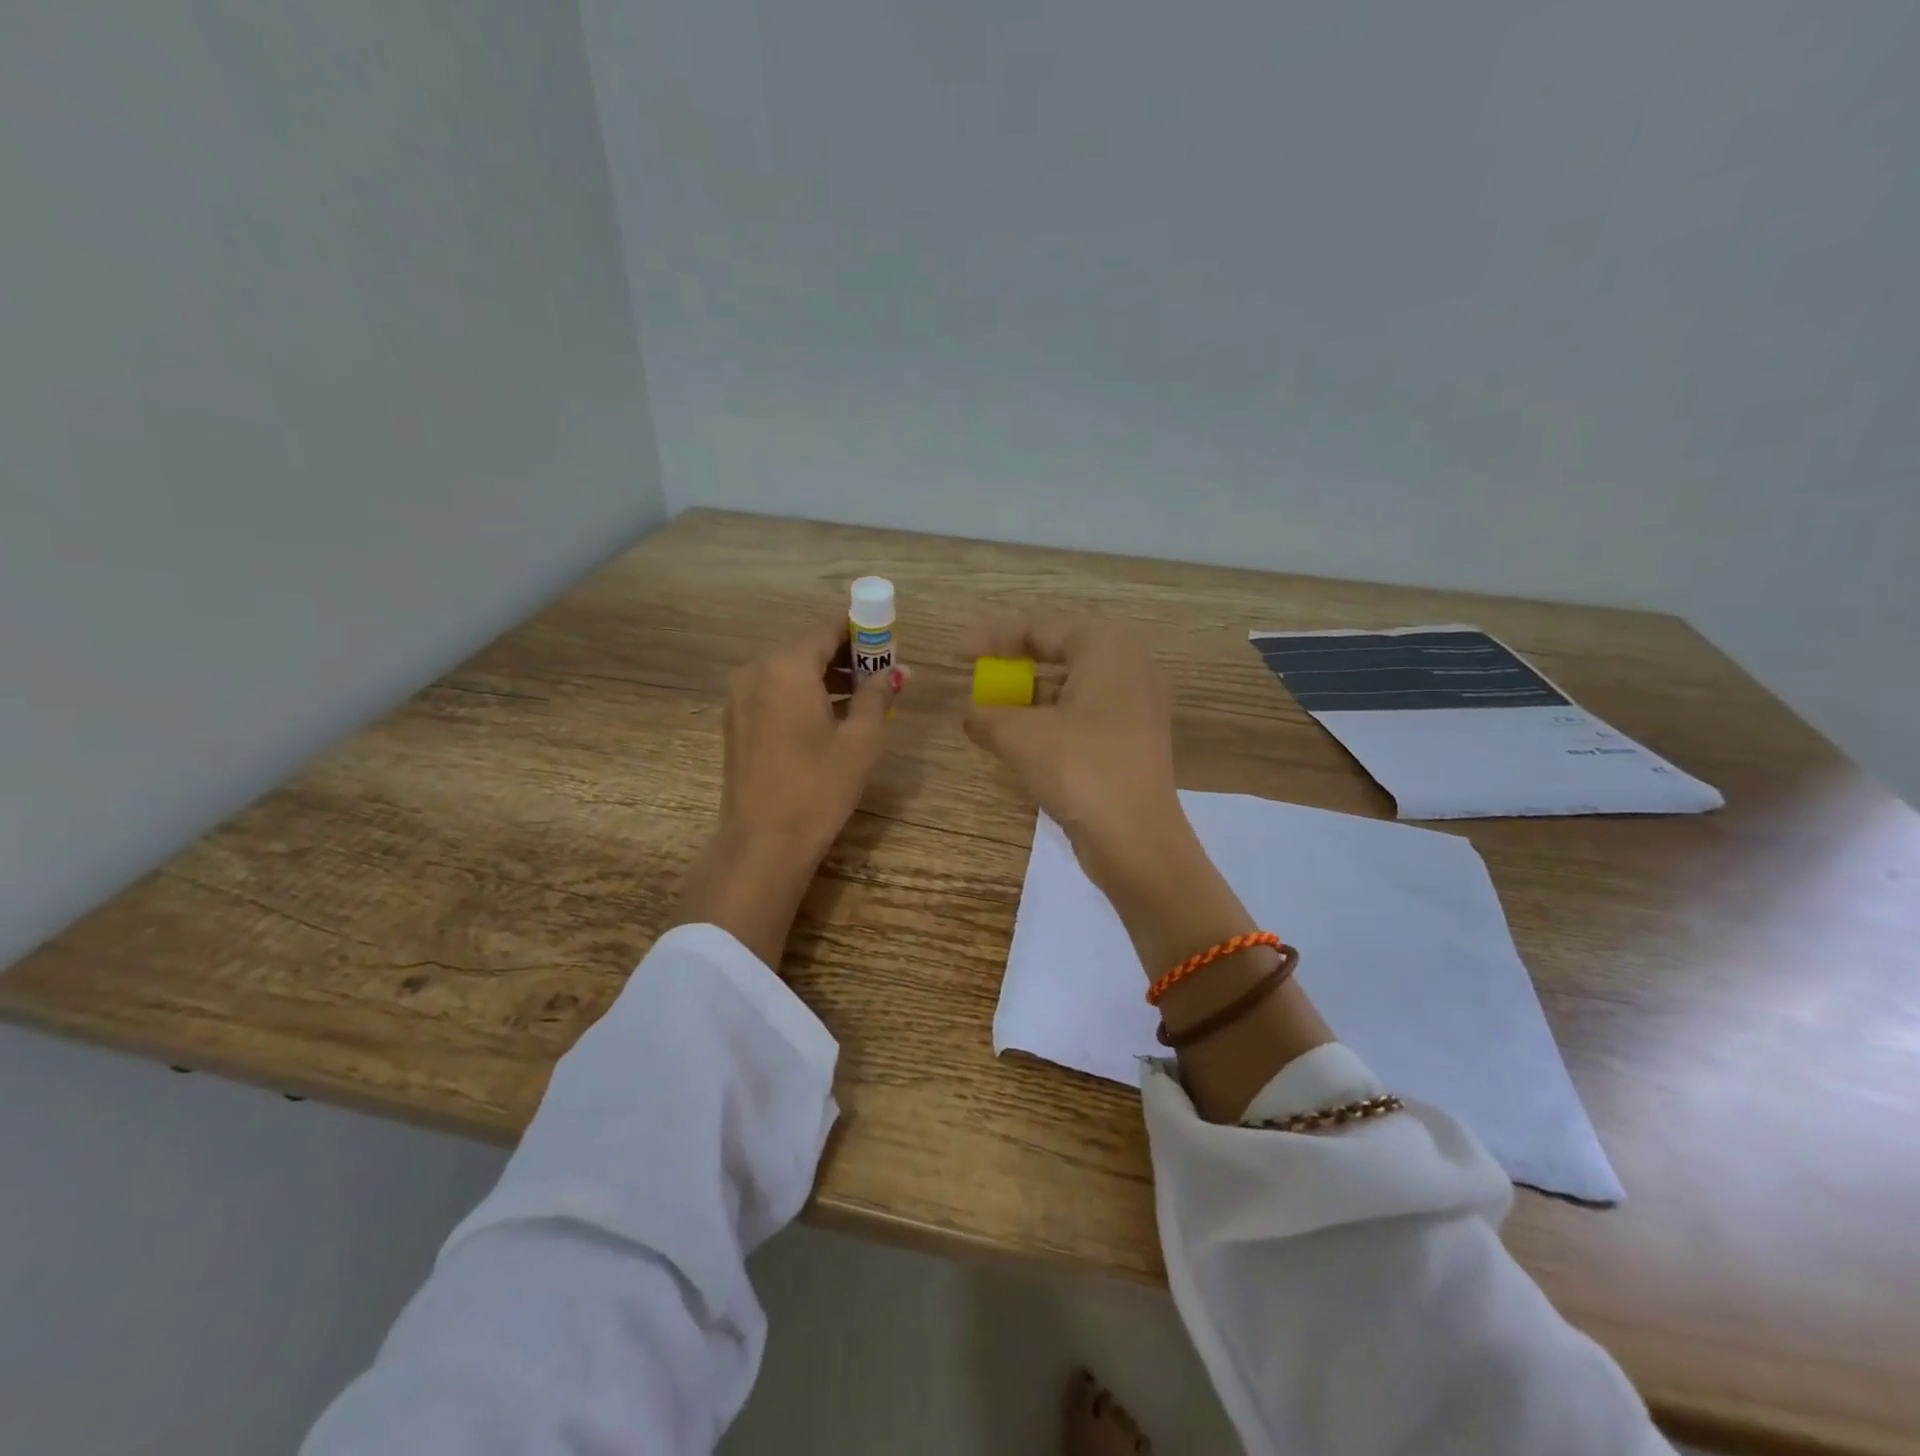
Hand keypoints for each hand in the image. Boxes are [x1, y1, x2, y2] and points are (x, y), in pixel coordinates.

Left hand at [674, 624, 904, 967]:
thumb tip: (895, 671)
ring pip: (789, 671)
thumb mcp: (861, 740)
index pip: (828, 629)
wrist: (764, 841)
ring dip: (824, 677)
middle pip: (807, 648)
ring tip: (860, 699)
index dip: (861, 631)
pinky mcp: (735, 721)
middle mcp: (757, 670)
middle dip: (845, 656)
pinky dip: (801, 694)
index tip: (887, 642)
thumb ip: (877, 695)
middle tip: (880, 674)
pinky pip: (774, 692)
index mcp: (787, 666)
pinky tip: (827, 718)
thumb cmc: (819, 787)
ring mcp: (740, 696)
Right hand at [959, 612, 1186, 891]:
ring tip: (992, 711)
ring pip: (1071, 685)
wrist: (1138, 842)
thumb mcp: (1022, 737)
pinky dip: (1050, 719)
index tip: (958, 654)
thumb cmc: (1081, 770)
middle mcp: (1129, 666)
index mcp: (1109, 647)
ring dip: (1029, 696)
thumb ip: (988, 716)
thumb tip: (973, 715)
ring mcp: (1136, 704)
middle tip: (978, 675)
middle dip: (1014, 664)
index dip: (993, 637)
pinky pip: (1083, 713)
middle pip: (1059, 651)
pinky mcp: (1132, 739)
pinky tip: (1021, 738)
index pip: (1041, 627)